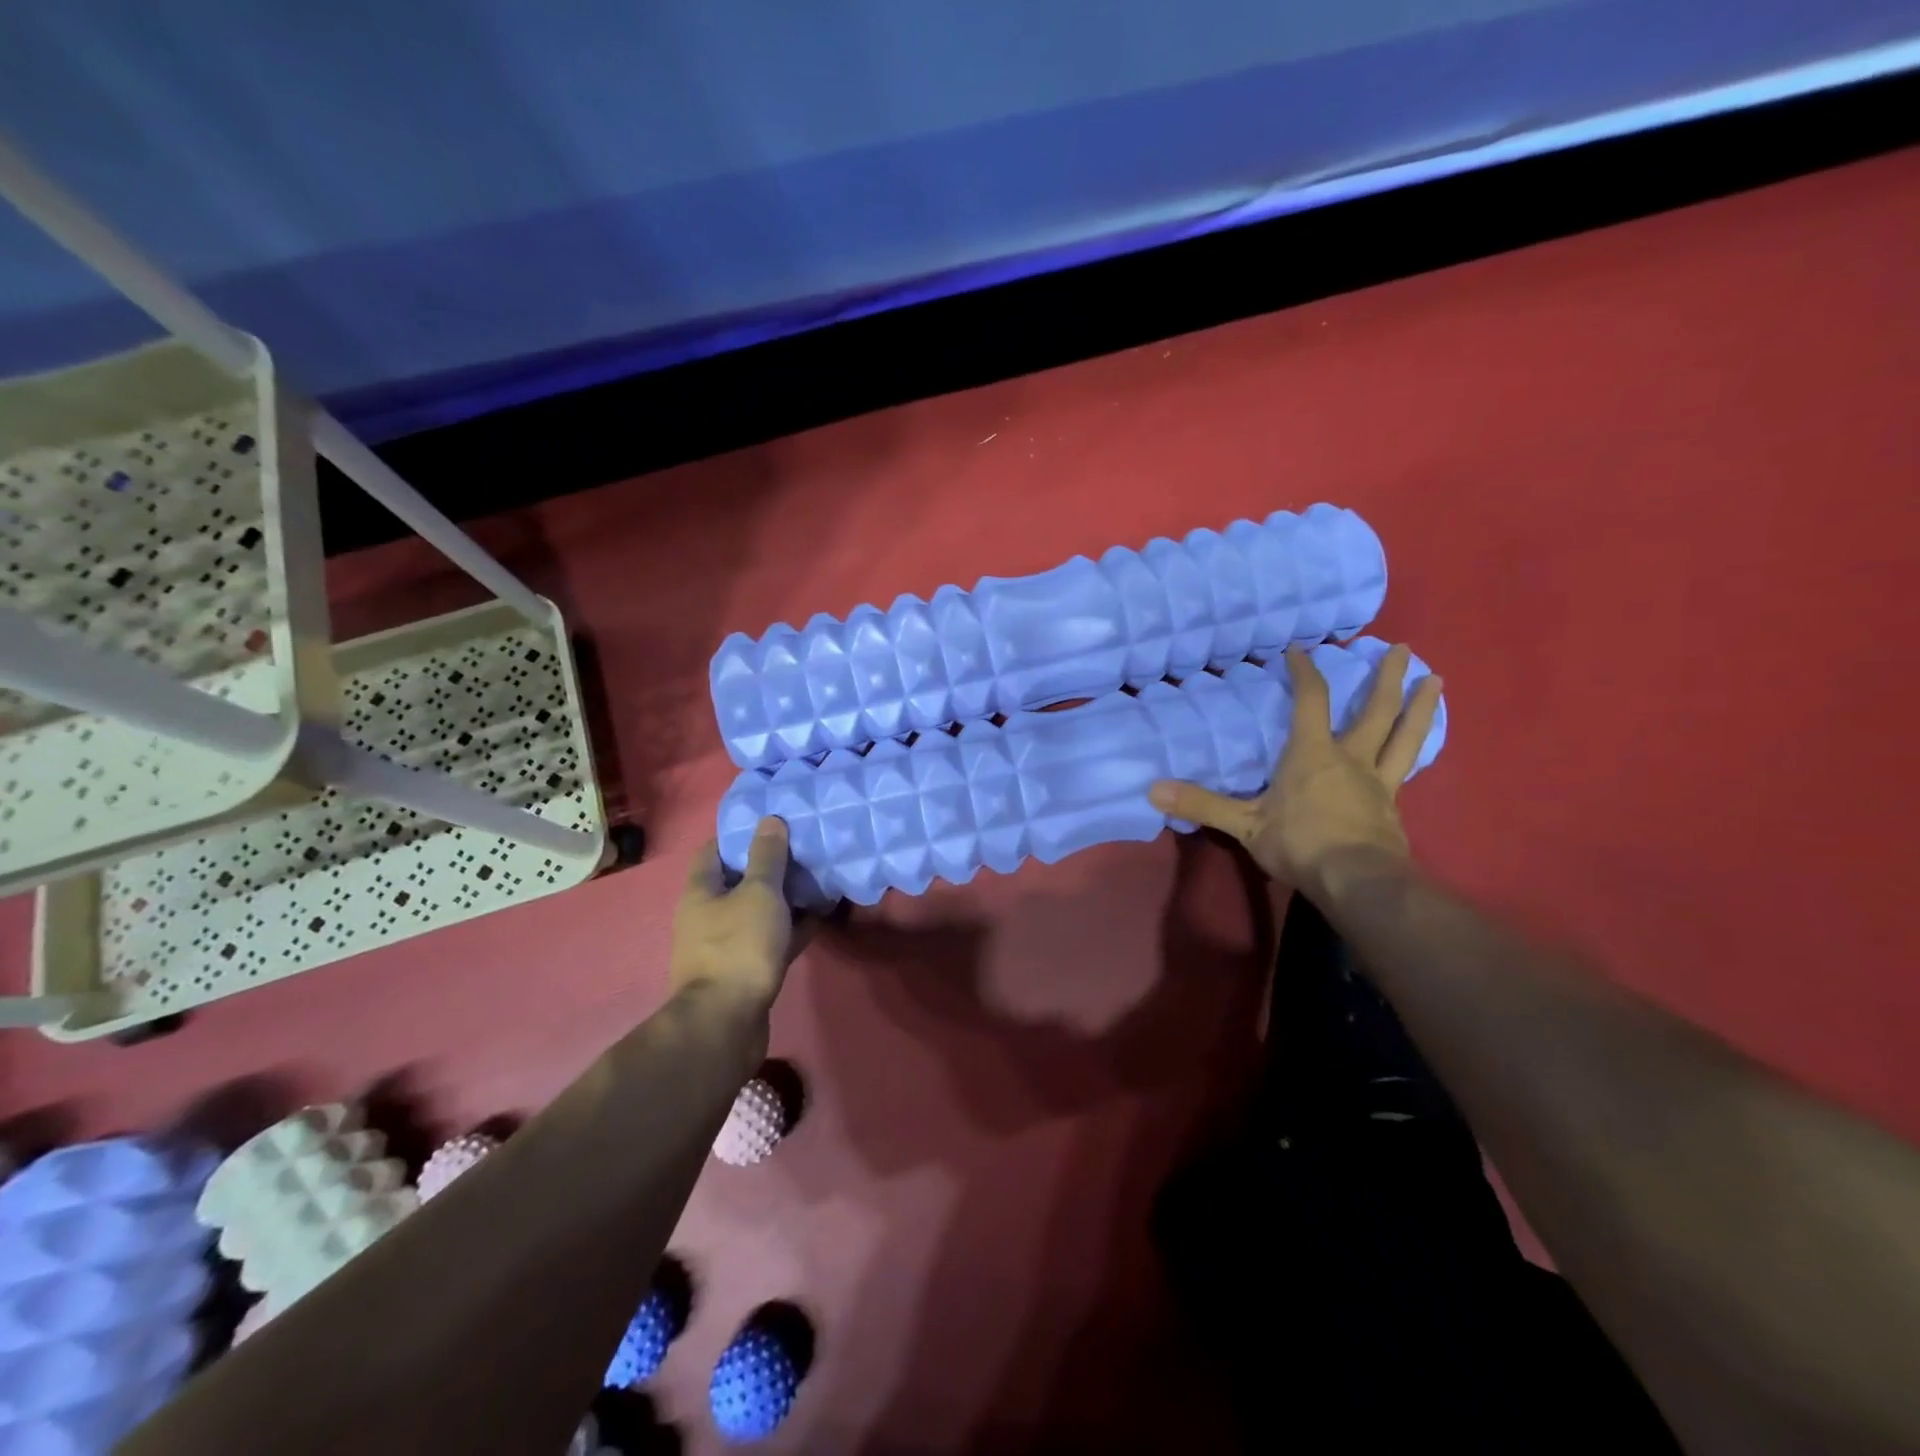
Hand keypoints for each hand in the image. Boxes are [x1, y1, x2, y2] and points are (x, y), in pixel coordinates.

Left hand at [670, 817, 803, 1012]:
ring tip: (816, 880)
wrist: (727, 1022)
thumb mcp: (759, 892)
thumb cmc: (738, 946)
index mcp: (700, 892)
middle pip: (737, 882)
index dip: (739, 835)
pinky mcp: (743, 971)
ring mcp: (724, 947)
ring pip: (756, 912)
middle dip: (768, 867)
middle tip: (801, 850)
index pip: (713, 851)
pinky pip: (769, 940)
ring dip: (783, 899)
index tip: (770, 825)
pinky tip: (817, 918)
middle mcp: (706, 917)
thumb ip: (767, 857)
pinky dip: (790, 928)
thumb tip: (770, 820)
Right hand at [1148, 644, 1443, 900]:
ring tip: (1435, 680)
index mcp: (1312, 754)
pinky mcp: (1392, 806)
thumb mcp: (1243, 825)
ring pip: (1404, 736)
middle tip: (1402, 649)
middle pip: (1374, 710)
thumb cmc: (1299, 844)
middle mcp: (1350, 758)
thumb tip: (1152, 789)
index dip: (1304, 673)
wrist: (1356, 881)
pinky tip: (1419, 745)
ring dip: (1420, 706)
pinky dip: (1413, 749)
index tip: (1298, 651)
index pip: (1310, 701)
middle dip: (1386, 677)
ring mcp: (1378, 782)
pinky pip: (1404, 769)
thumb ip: (1202, 803)